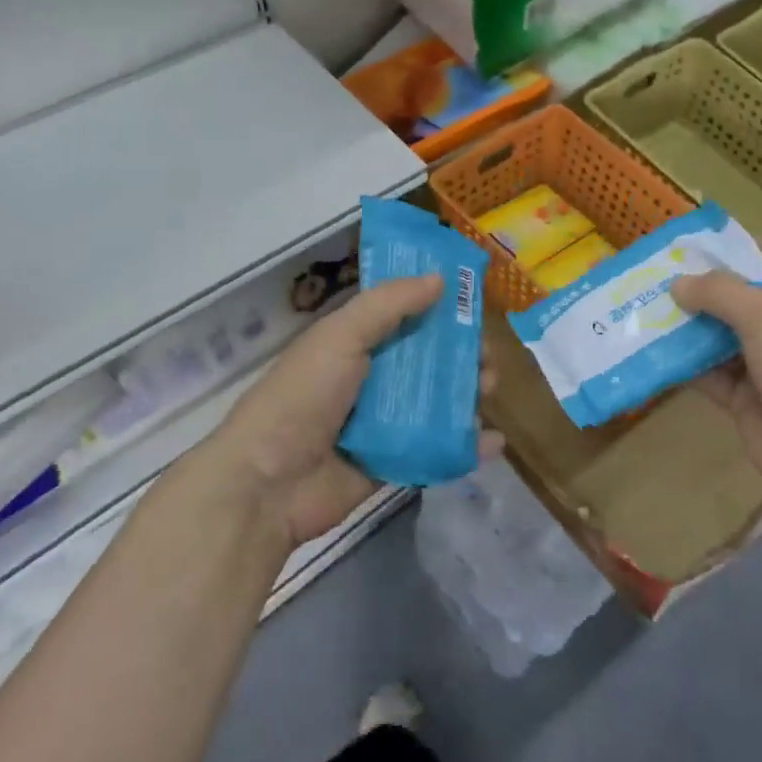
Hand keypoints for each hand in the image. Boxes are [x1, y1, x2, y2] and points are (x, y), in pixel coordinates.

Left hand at [209, 274, 498, 548]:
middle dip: (461, 357)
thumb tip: (440, 278)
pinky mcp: (393, 463)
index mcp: (354, 343)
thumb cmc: (303, 397)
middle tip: (487, 358)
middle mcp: (371, 380)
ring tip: (488, 391)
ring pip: (436, 404)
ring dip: (467, 396)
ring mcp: (383, 424)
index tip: (474, 307)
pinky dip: (466, 447)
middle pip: (427, 362)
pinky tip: (494, 442)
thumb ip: (390, 304)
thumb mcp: (341, 336)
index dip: (439, 310)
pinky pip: (436, 450)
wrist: (268, 483)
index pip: (404, 318)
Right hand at [672, 244, 761, 518]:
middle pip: (745, 300)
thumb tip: (677, 284)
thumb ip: (720, 293)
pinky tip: (651, 349)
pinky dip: (685, 364)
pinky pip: (711, 375)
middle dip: (704, 289)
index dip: (744, 249)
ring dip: (689, 326)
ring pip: (723, 338)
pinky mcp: (748, 401)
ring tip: (645, 307)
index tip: (699, 244)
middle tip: (656, 275)